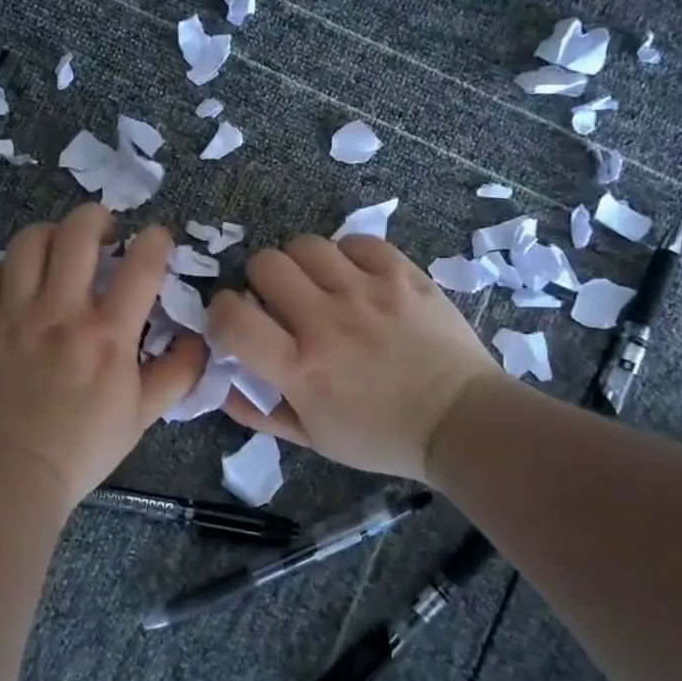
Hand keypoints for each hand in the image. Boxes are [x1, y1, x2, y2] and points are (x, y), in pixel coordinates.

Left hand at [0, 204, 205, 509]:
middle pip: (78, 233)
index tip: (156, 238)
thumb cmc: (82, 449)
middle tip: (105, 229)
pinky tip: (14, 281)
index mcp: (107, 336)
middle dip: (98, 216)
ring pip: (28, 242)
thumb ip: (177, 374)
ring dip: (50, 234)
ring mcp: (13, 316)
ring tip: (58, 248)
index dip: (155, 240)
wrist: (9, 478)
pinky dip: (2, 267)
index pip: (140, 265)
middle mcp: (60, 313)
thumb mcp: (142, 416)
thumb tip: (201, 340)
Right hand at [206, 234, 503, 483]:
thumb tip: (221, 382)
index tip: (235, 320)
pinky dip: (347, 256)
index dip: (220, 312)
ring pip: (306, 244)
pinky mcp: (402, 275)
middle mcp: (327, 321)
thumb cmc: (382, 437)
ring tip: (319, 284)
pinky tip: (356, 278)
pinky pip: (356, 241)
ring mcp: (367, 292)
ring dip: (302, 264)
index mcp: (300, 367)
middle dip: (261, 280)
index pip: (231, 317)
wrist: (461, 422)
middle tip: (280, 300)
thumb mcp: (312, 439)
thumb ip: (258, 412)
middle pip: (265, 263)